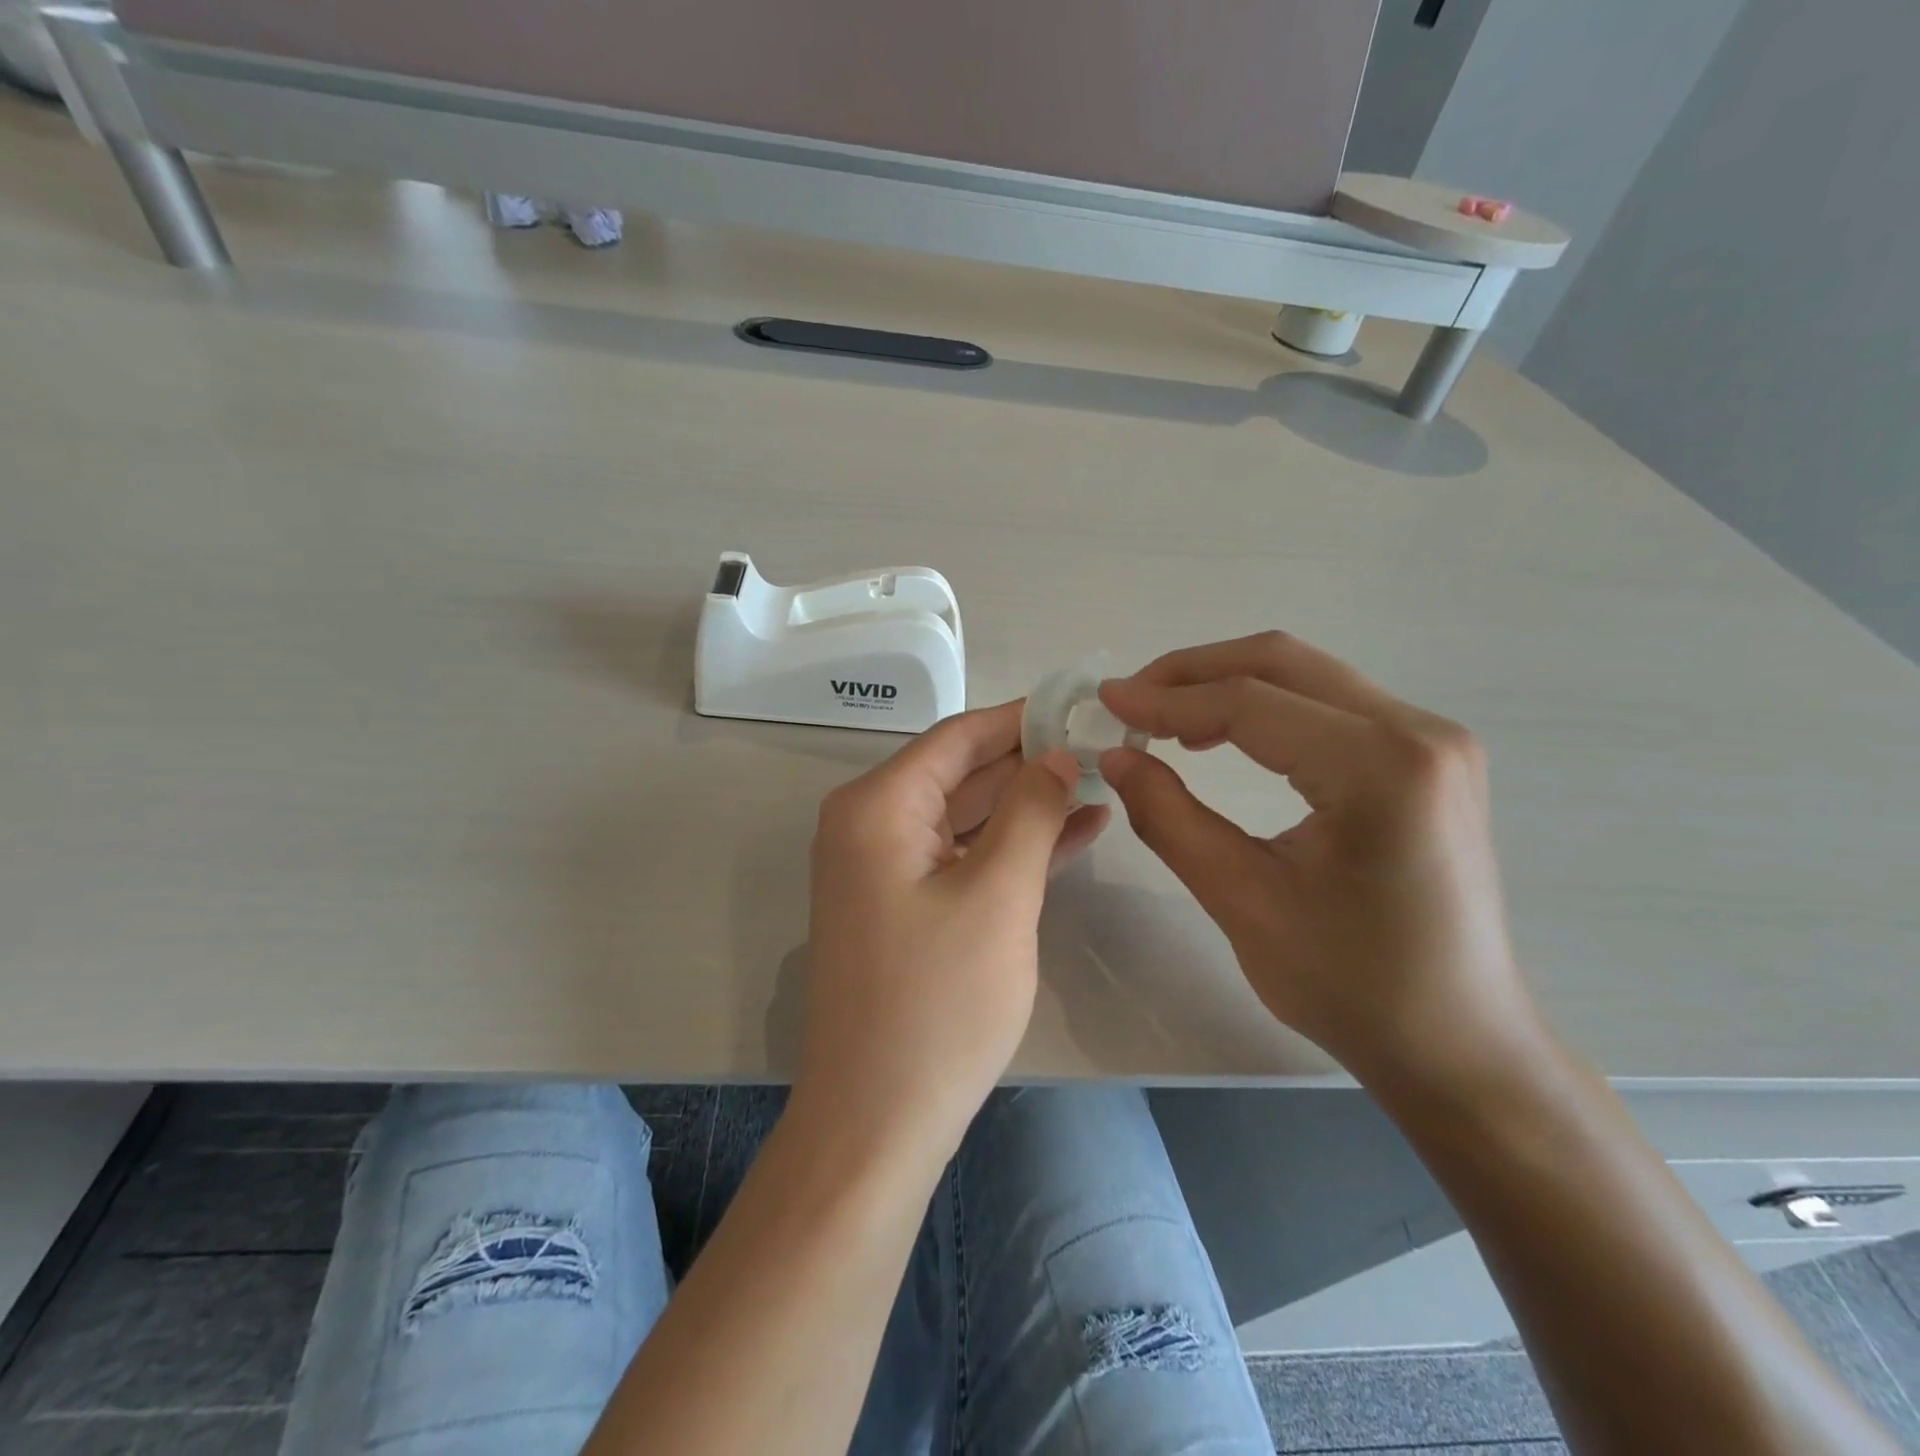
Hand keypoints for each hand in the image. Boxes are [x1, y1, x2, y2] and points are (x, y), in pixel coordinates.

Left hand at [797, 701, 1108, 1164]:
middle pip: (962, 773)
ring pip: (968, 816)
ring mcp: (885, 868)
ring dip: (1030, 804)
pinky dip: (1012, 846)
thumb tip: (1055, 753)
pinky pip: (963, 857)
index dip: (1022, 718)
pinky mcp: (905, 906)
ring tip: (1102, 783)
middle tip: (1105, 746)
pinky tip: (1076, 832)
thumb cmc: (938, 1002)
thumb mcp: (997, 894)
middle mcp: (871, 825)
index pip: (959, 737)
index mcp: (878, 806)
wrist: (878, 1119)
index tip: (1082, 704)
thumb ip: (1030, 811)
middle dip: (1032, 761)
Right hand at [1099, 633, 1540, 1086]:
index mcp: (1381, 768)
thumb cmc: (1350, 985)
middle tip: (1130, 699)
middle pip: (1282, 663)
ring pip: (1306, 675)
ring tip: (1164, 719)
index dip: (1166, 699)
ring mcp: (1434, 739)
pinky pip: (1331, 704)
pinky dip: (1266, 707)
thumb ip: (1170, 818)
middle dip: (1193, 672)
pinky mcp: (1429, 757)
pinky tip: (1224, 736)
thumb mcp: (1242, 900)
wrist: (1457, 1042)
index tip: (1105, 702)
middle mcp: (1419, 732)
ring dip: (1227, 685)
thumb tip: (1117, 756)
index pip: (1250, 703)